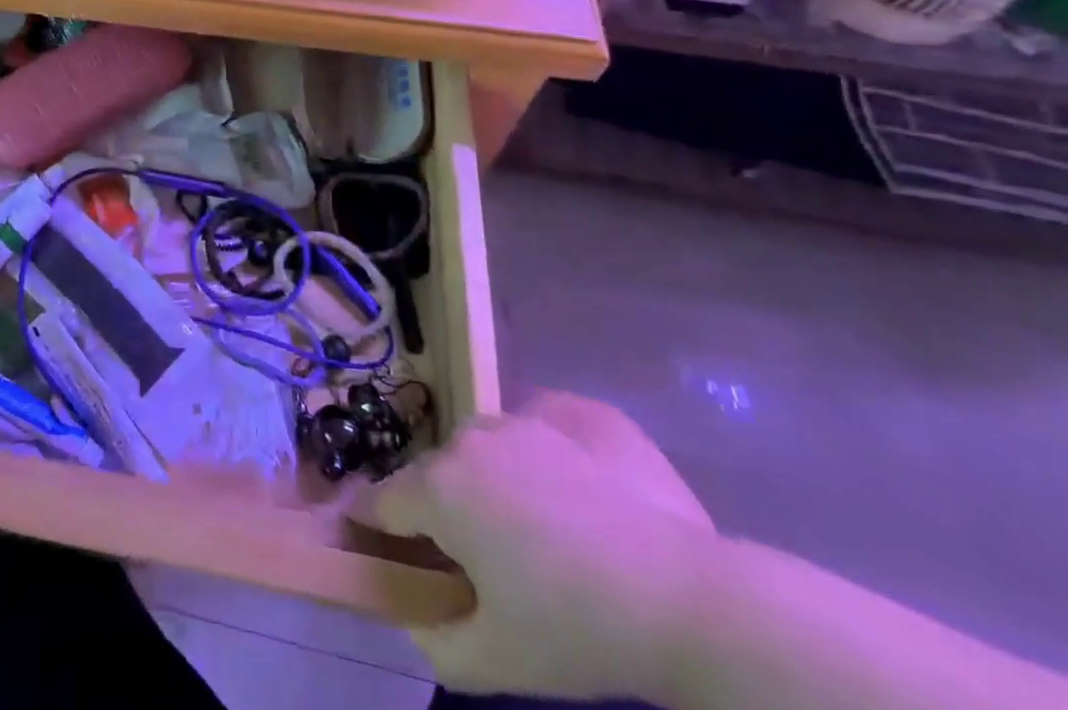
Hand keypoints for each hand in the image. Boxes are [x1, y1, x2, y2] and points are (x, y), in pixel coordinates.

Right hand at [369, 392, 718, 704]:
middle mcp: (469, 437)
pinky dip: (544, 452)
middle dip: (448, 511)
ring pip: (488, 447)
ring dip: (495, 480)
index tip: (381, 545)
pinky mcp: (574, 408)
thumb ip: (434, 640)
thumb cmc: (581, 630)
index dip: (375, 526)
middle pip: (438, 475)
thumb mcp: (498, 661)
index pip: (381, 501)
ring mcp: (524, 415)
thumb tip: (413, 615)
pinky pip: (540, 425)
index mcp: (439, 488)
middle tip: (490, 562)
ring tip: (545, 532)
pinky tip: (581, 491)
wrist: (693, 600)